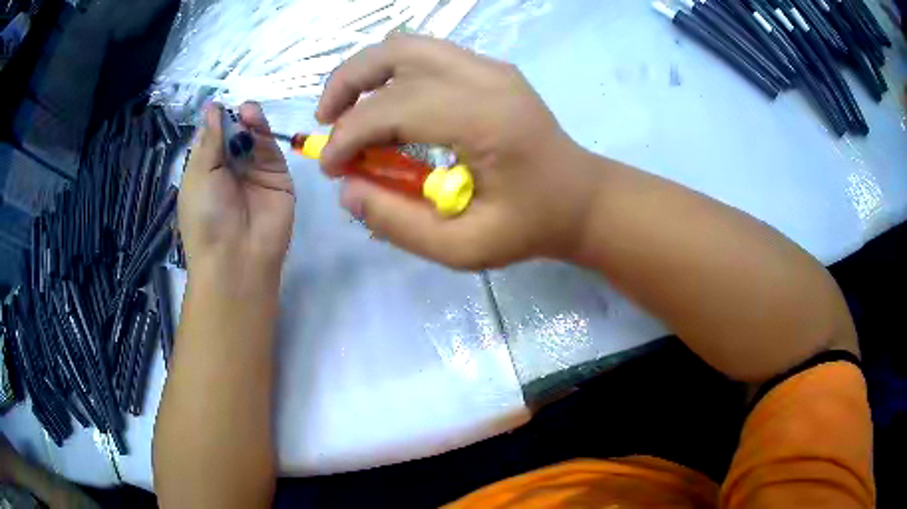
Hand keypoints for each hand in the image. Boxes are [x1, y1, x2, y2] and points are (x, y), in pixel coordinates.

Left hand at [179, 102, 294, 274]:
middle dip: (233, 120)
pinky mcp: (278, 175)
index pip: (211, 139)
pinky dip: (263, 131)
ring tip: (246, 111)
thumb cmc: (206, 217)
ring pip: (253, 138)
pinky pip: (270, 148)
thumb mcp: (198, 175)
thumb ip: (209, 139)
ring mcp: (255, 173)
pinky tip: (254, 119)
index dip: (214, 122)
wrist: (237, 257)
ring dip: (248, 121)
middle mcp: (230, 171)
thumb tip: (212, 107)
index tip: (217, 107)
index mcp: (206, 173)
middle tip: (234, 110)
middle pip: (233, 135)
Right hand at [316, 34, 601, 269]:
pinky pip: (426, 54)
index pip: (393, 108)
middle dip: (346, 86)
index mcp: (484, 120)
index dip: (349, 136)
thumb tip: (347, 190)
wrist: (582, 198)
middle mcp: (485, 78)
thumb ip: (398, 223)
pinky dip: (392, 71)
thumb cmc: (531, 226)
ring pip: (407, 45)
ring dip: (365, 71)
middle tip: (325, 123)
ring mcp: (490, 66)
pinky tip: (384, 101)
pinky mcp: (490, 67)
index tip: (331, 169)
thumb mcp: (464, 248)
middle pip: (394, 54)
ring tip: (344, 107)